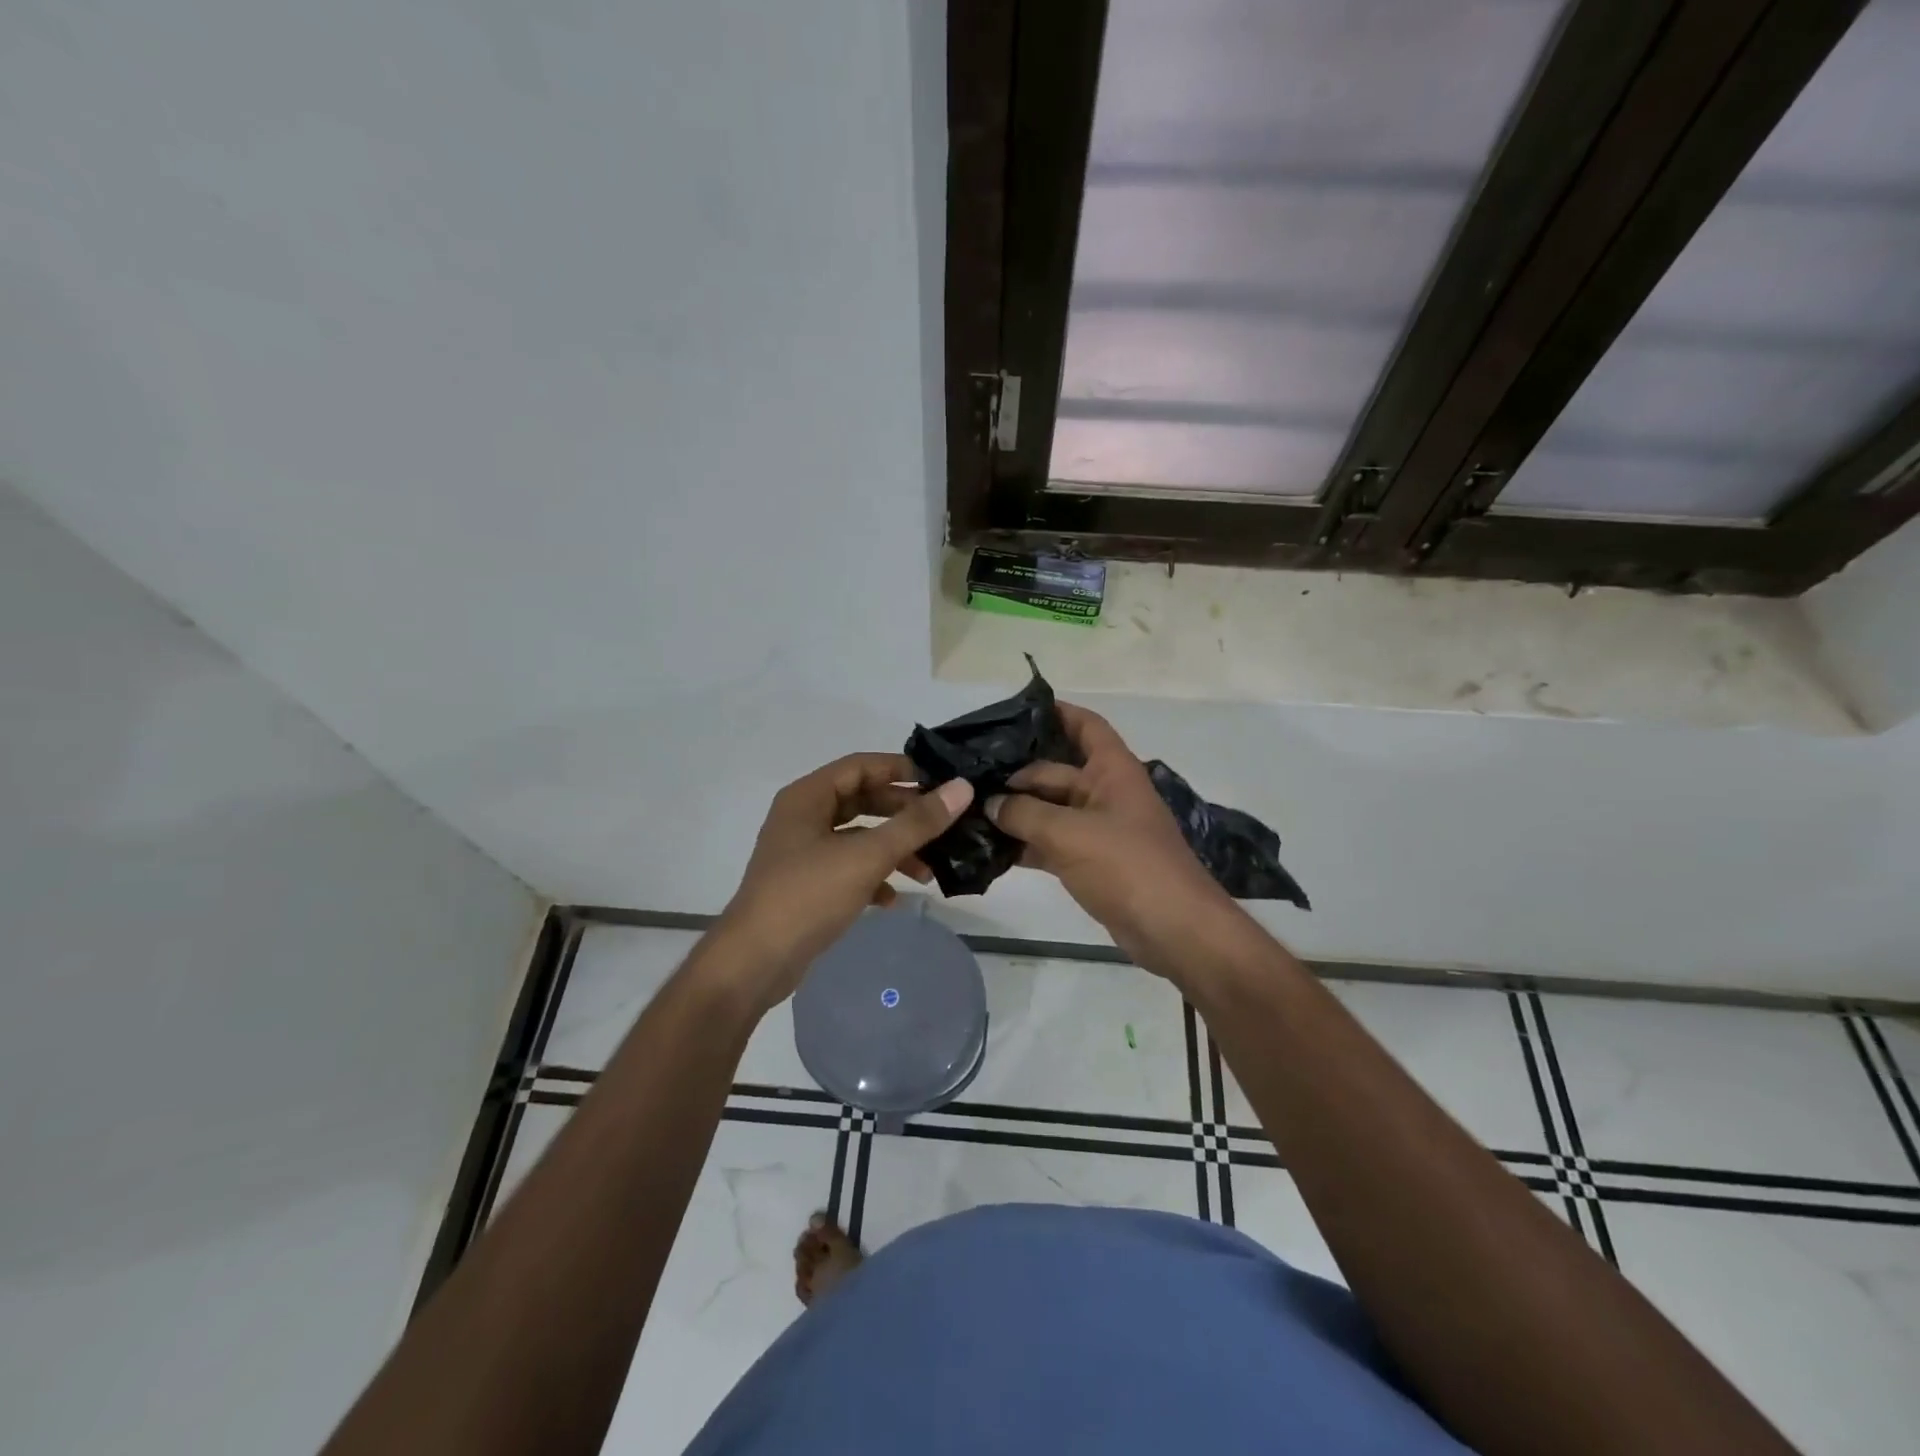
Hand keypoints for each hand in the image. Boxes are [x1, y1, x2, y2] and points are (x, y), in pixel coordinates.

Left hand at [713, 754, 972, 1013]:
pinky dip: (873, 877)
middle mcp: (803, 817)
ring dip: (893, 850)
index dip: (901, 770)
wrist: (754, 962)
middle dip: (903, 814)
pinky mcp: (806, 884)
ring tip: (928, 872)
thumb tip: (962, 788)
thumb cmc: (807, 896)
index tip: (941, 783)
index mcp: (808, 797)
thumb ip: (916, 822)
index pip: (861, 765)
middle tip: (942, 825)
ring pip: (858, 837)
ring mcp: (803, 852)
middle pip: (862, 800)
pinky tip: (893, 899)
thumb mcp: (867, 856)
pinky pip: (848, 868)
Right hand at [986, 703, 1238, 977]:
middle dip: (1017, 774)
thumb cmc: (1128, 866)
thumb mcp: (1071, 834)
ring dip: (1016, 812)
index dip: (1057, 712)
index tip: (1016, 710)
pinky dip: (1026, 844)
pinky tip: (990, 848)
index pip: (1086, 726)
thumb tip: (989, 803)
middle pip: (1056, 772)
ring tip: (970, 809)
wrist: (1173, 930)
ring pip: (1050, 810)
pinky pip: (1052, 843)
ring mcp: (1099, 829)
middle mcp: (1106, 793)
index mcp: (1113, 771)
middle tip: (969, 777)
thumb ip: (1025, 814)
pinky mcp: (1092, 862)